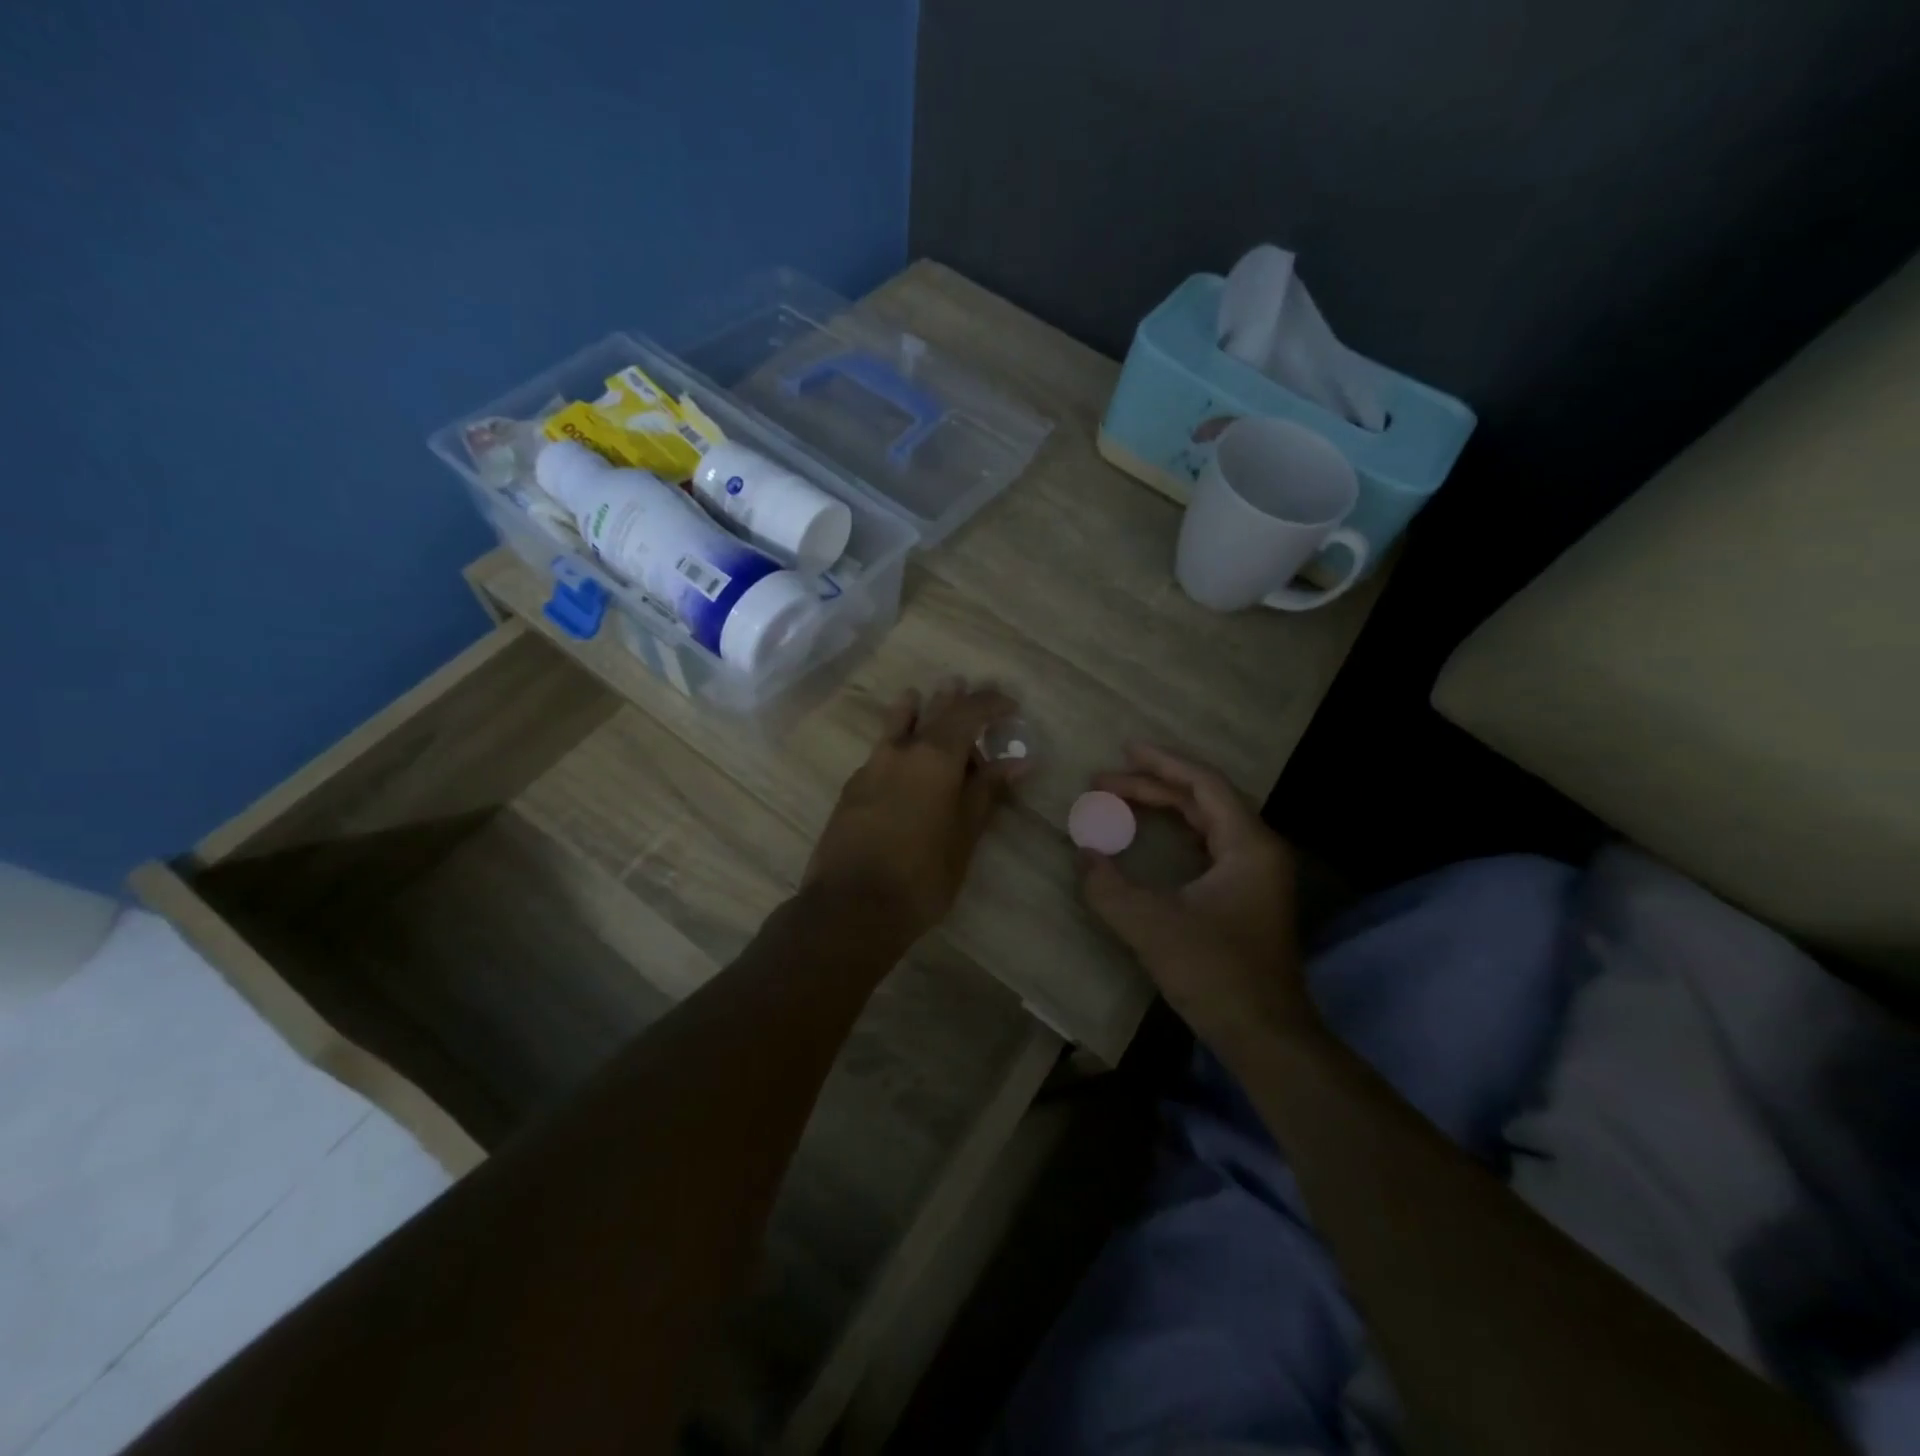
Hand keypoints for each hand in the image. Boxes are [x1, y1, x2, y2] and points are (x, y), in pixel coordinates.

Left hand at [803, 679, 1020, 943]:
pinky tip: (902, 760)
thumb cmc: (922, 874)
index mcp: (934, 756)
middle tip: (967, 689)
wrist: (851, 906)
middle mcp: (900, 750)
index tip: (1010, 705)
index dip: (991, 703)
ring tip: (923, 700)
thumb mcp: (965, 835)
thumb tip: (1018, 762)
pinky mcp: (851, 788)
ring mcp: (870, 767)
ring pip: (895, 724)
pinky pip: (880, 751)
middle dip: (952, 698)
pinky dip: (898, 743)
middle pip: (930, 710)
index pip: (968, 712)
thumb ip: (987, 792)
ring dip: (915, 710)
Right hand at [1079, 744, 1314, 1048]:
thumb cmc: (1215, 973)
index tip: (1123, 750)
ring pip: (1207, 821)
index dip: (1162, 763)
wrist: (1265, 1036)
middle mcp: (1259, 849)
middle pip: (1203, 799)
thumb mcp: (1151, 926)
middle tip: (1103, 782)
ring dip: (1164, 807)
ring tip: (1121, 798)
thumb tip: (1083, 855)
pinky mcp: (1247, 895)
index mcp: (1248, 845)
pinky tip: (1151, 835)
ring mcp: (1256, 873)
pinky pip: (1209, 845)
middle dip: (1152, 786)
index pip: (1204, 784)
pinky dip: (1176, 832)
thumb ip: (1109, 887)